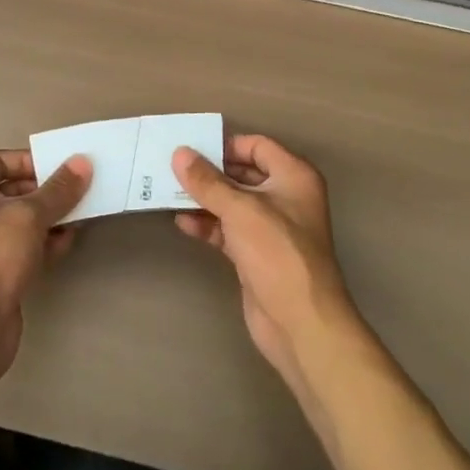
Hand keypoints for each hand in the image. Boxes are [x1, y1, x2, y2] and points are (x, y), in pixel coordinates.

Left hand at [0, 150, 90, 401]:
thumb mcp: (29, 215)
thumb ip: (59, 189)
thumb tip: (83, 163)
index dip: (28, 160)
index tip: (58, 167)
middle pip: (14, 191)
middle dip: (46, 191)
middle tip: (79, 189)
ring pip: (23, 221)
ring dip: (51, 217)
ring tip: (81, 213)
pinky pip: (26, 247)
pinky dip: (46, 242)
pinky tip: (69, 241)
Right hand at [172, 135, 359, 395]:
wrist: (301, 324)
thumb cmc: (277, 253)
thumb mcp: (239, 210)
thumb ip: (207, 181)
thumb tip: (179, 153)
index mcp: (293, 176)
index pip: (257, 146)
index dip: (226, 145)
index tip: (192, 149)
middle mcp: (285, 197)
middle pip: (242, 174)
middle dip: (209, 173)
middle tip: (172, 168)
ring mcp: (271, 228)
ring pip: (233, 203)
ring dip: (204, 199)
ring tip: (168, 193)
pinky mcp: (257, 254)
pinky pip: (228, 230)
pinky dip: (208, 225)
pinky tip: (182, 223)